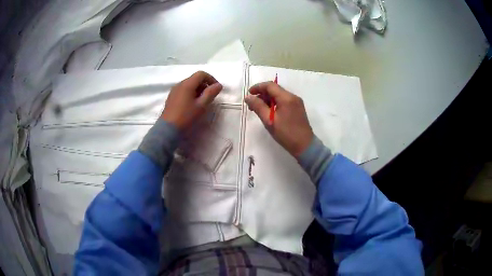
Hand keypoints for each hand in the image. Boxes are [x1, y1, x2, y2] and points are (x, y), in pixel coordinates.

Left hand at [161, 71, 222, 130]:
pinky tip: (192, 105)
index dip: (211, 79)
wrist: (168, 129)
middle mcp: (179, 84)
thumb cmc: (186, 116)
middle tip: (209, 97)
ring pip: (189, 85)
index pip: (201, 74)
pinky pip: (183, 90)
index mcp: (187, 84)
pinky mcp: (171, 97)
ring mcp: (174, 91)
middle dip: (204, 85)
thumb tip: (218, 85)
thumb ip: (211, 93)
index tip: (216, 89)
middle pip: (195, 79)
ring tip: (201, 102)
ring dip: (198, 90)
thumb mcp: (201, 105)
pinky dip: (190, 93)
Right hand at [245, 82, 313, 157]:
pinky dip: (274, 103)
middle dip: (262, 94)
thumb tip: (248, 97)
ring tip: (258, 109)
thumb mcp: (269, 120)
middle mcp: (293, 97)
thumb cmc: (286, 134)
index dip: (258, 87)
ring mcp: (296, 102)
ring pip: (279, 95)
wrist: (304, 146)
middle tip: (252, 105)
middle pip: (275, 89)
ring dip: (267, 99)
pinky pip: (284, 101)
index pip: (270, 86)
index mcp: (286, 98)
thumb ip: (258, 107)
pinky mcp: (297, 108)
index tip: (249, 94)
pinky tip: (268, 112)